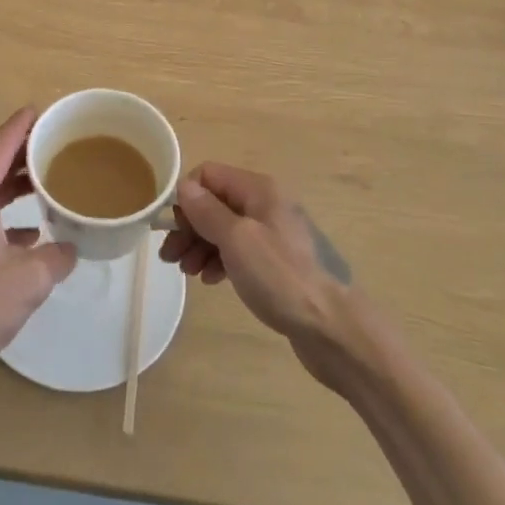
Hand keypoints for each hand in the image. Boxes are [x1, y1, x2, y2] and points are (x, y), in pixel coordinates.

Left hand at [0, 109, 77, 385]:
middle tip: (55, 148)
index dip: (22, 125)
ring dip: (12, 188)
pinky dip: (0, 216)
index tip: (41, 110)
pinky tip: (26, 236)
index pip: (0, 146)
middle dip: (23, 156)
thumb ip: (56, 256)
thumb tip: (69, 247)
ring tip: (45, 185)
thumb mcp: (30, 281)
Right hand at [161, 163, 352, 348]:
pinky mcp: (277, 262)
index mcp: (259, 189)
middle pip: (215, 202)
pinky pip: (240, 250)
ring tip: (187, 272)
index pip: (209, 175)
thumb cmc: (281, 277)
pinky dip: (221, 260)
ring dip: (201, 245)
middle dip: (190, 226)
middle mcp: (267, 204)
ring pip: (225, 228)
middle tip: (170, 256)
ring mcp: (274, 233)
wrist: (333, 328)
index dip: (186, 198)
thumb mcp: (237, 240)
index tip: (173, 230)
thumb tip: (184, 186)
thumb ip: (207, 211)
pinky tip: (212, 280)